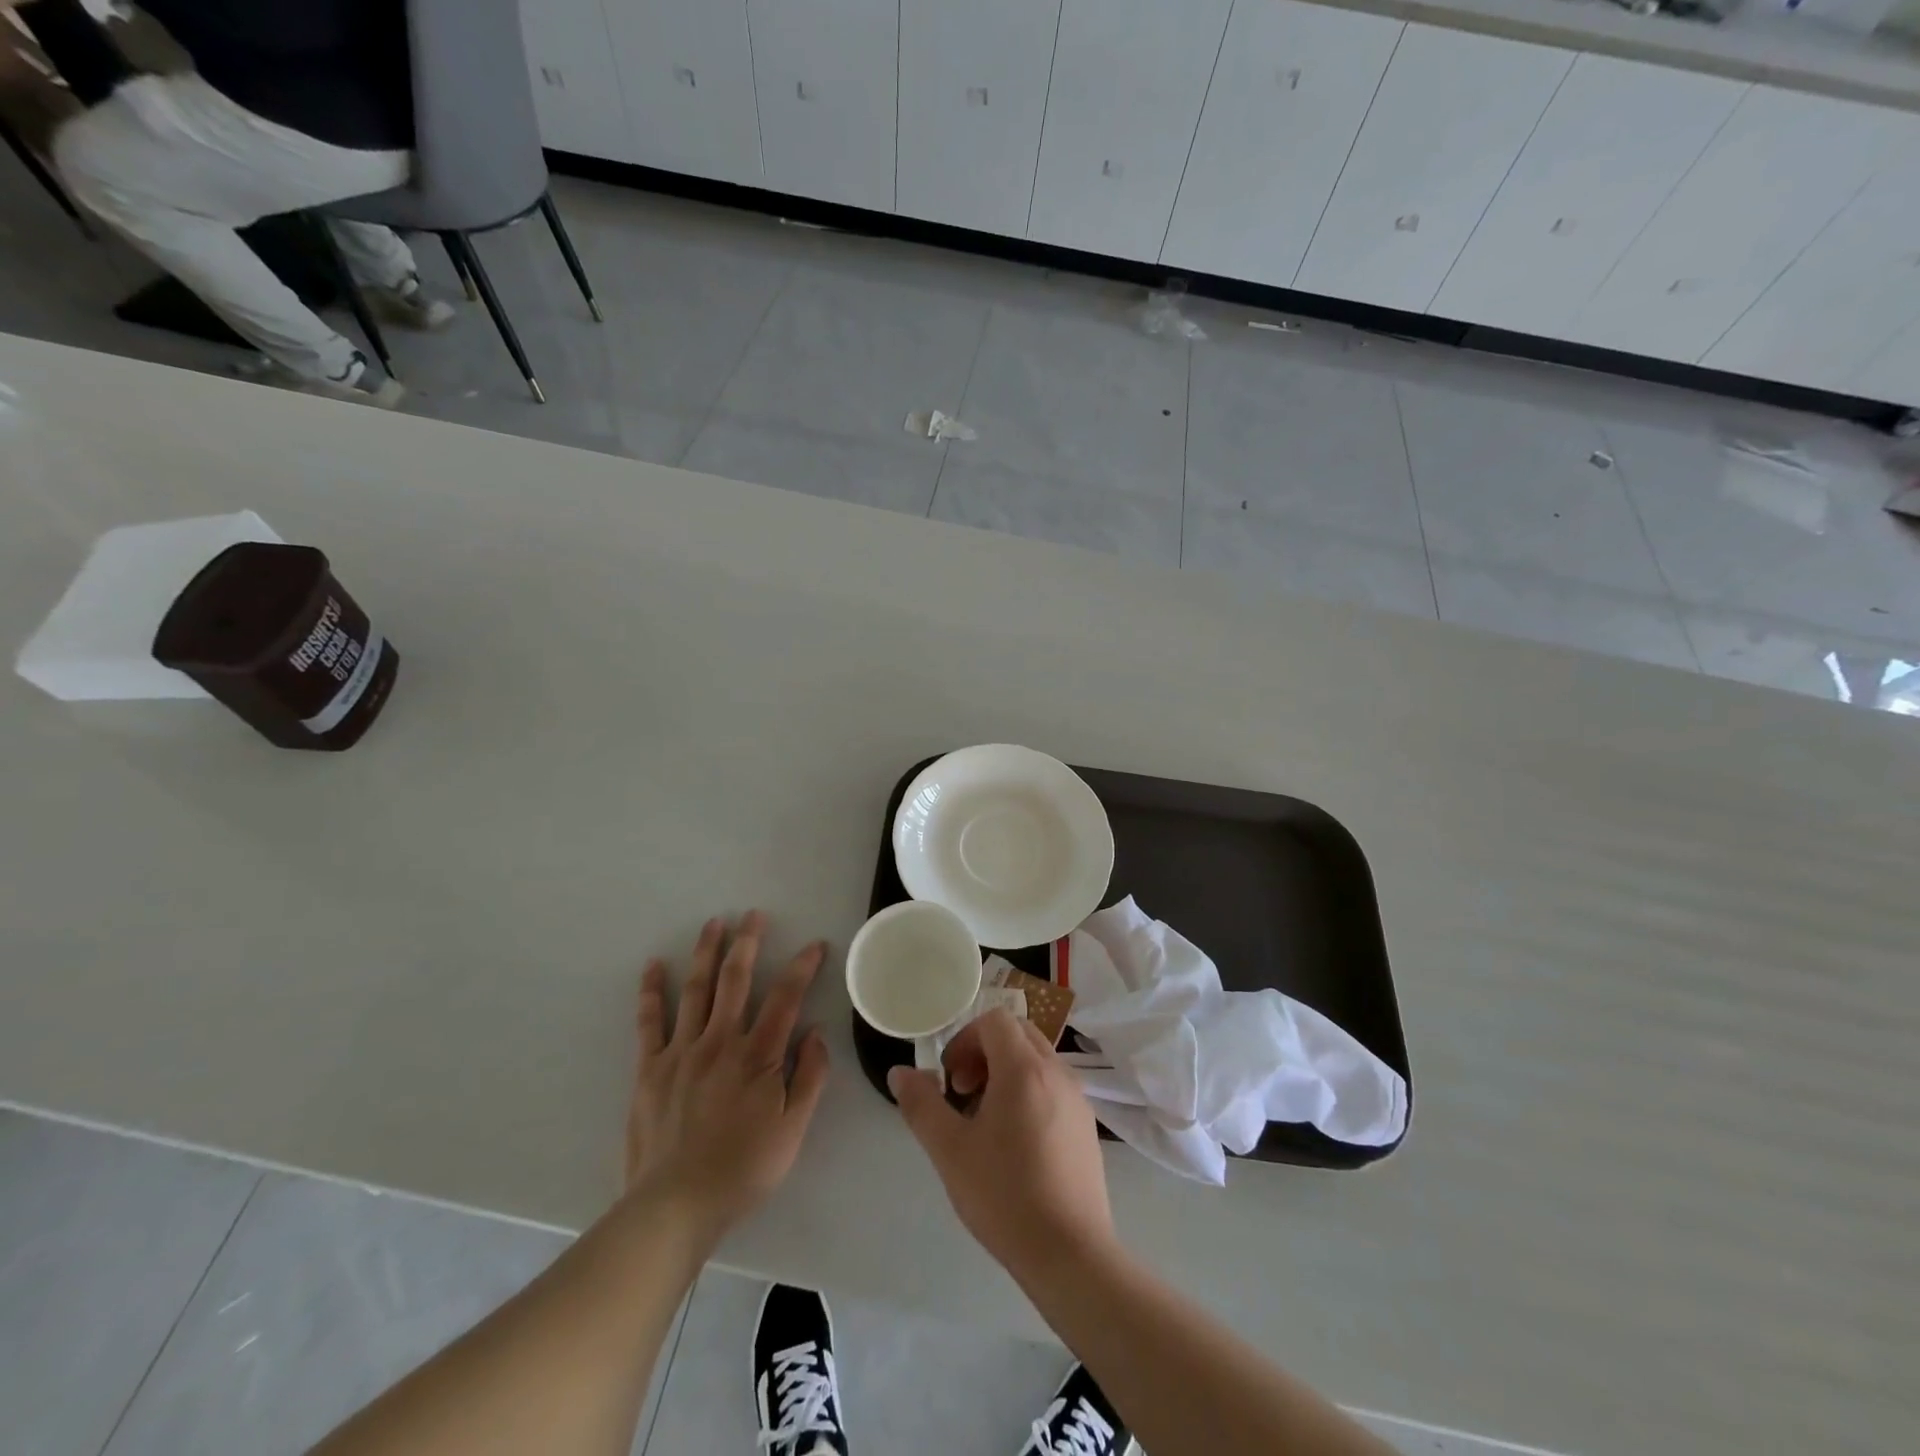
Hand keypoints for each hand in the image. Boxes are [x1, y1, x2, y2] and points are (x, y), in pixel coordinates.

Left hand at [623, 913, 829, 1236]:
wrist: (675, 1207)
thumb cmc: (743, 1169)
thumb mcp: (793, 1129)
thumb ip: (809, 1077)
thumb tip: (817, 1032)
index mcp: (758, 1056)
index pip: (786, 998)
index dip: (802, 967)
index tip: (815, 945)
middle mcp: (720, 1042)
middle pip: (736, 980)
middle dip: (748, 943)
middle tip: (754, 914)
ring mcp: (681, 1052)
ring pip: (696, 990)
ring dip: (706, 952)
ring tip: (713, 923)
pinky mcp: (649, 1069)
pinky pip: (650, 1022)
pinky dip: (651, 991)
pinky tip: (653, 966)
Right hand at [888, 1010, 1115, 1278]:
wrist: (1070, 1254)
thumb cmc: (1005, 1196)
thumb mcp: (950, 1151)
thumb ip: (921, 1105)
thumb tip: (900, 1073)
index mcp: (1024, 1068)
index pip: (994, 1020)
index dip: (964, 1040)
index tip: (950, 1080)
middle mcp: (1056, 1071)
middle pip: (1017, 1033)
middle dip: (984, 1052)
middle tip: (964, 1094)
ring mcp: (1077, 1097)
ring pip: (1037, 1059)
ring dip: (1006, 1072)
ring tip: (986, 1121)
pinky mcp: (1087, 1125)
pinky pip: (1053, 1085)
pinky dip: (1029, 1092)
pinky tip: (1016, 1143)